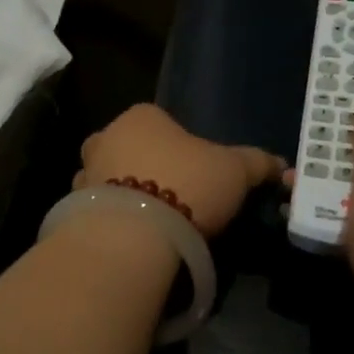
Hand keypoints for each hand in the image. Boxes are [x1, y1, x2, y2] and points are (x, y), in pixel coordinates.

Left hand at [75, 104, 281, 237]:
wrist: (134, 232)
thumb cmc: (187, 184)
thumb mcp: (235, 170)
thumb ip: (256, 162)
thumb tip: (280, 163)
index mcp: (142, 116)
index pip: (161, 122)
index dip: (180, 146)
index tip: (196, 174)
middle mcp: (106, 136)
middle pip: (129, 147)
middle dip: (146, 166)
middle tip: (173, 197)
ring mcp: (85, 172)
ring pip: (107, 177)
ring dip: (123, 193)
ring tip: (151, 222)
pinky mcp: (73, 207)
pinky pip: (97, 209)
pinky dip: (110, 219)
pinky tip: (131, 238)